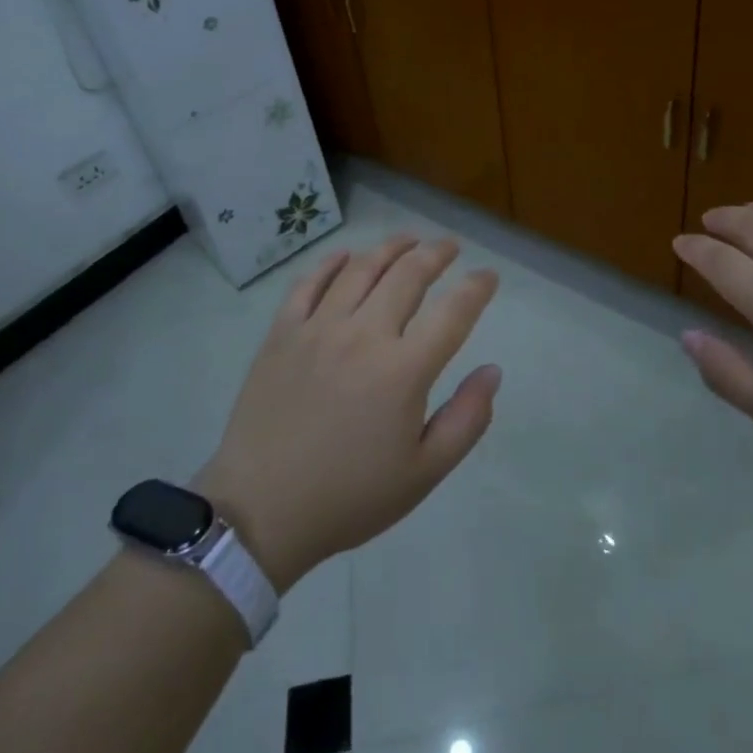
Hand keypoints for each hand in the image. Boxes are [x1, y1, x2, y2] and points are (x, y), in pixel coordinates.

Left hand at [194, 235, 500, 590]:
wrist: (260, 512)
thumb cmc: (350, 497)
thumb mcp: (423, 473)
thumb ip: (467, 419)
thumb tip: (493, 371)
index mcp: (403, 370)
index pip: (453, 312)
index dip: (476, 288)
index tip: (489, 276)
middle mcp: (364, 335)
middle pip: (408, 275)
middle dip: (436, 254)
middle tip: (449, 246)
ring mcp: (318, 329)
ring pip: (360, 269)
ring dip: (390, 248)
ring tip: (408, 240)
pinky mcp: (282, 333)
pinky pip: (308, 283)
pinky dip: (331, 263)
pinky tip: (346, 255)